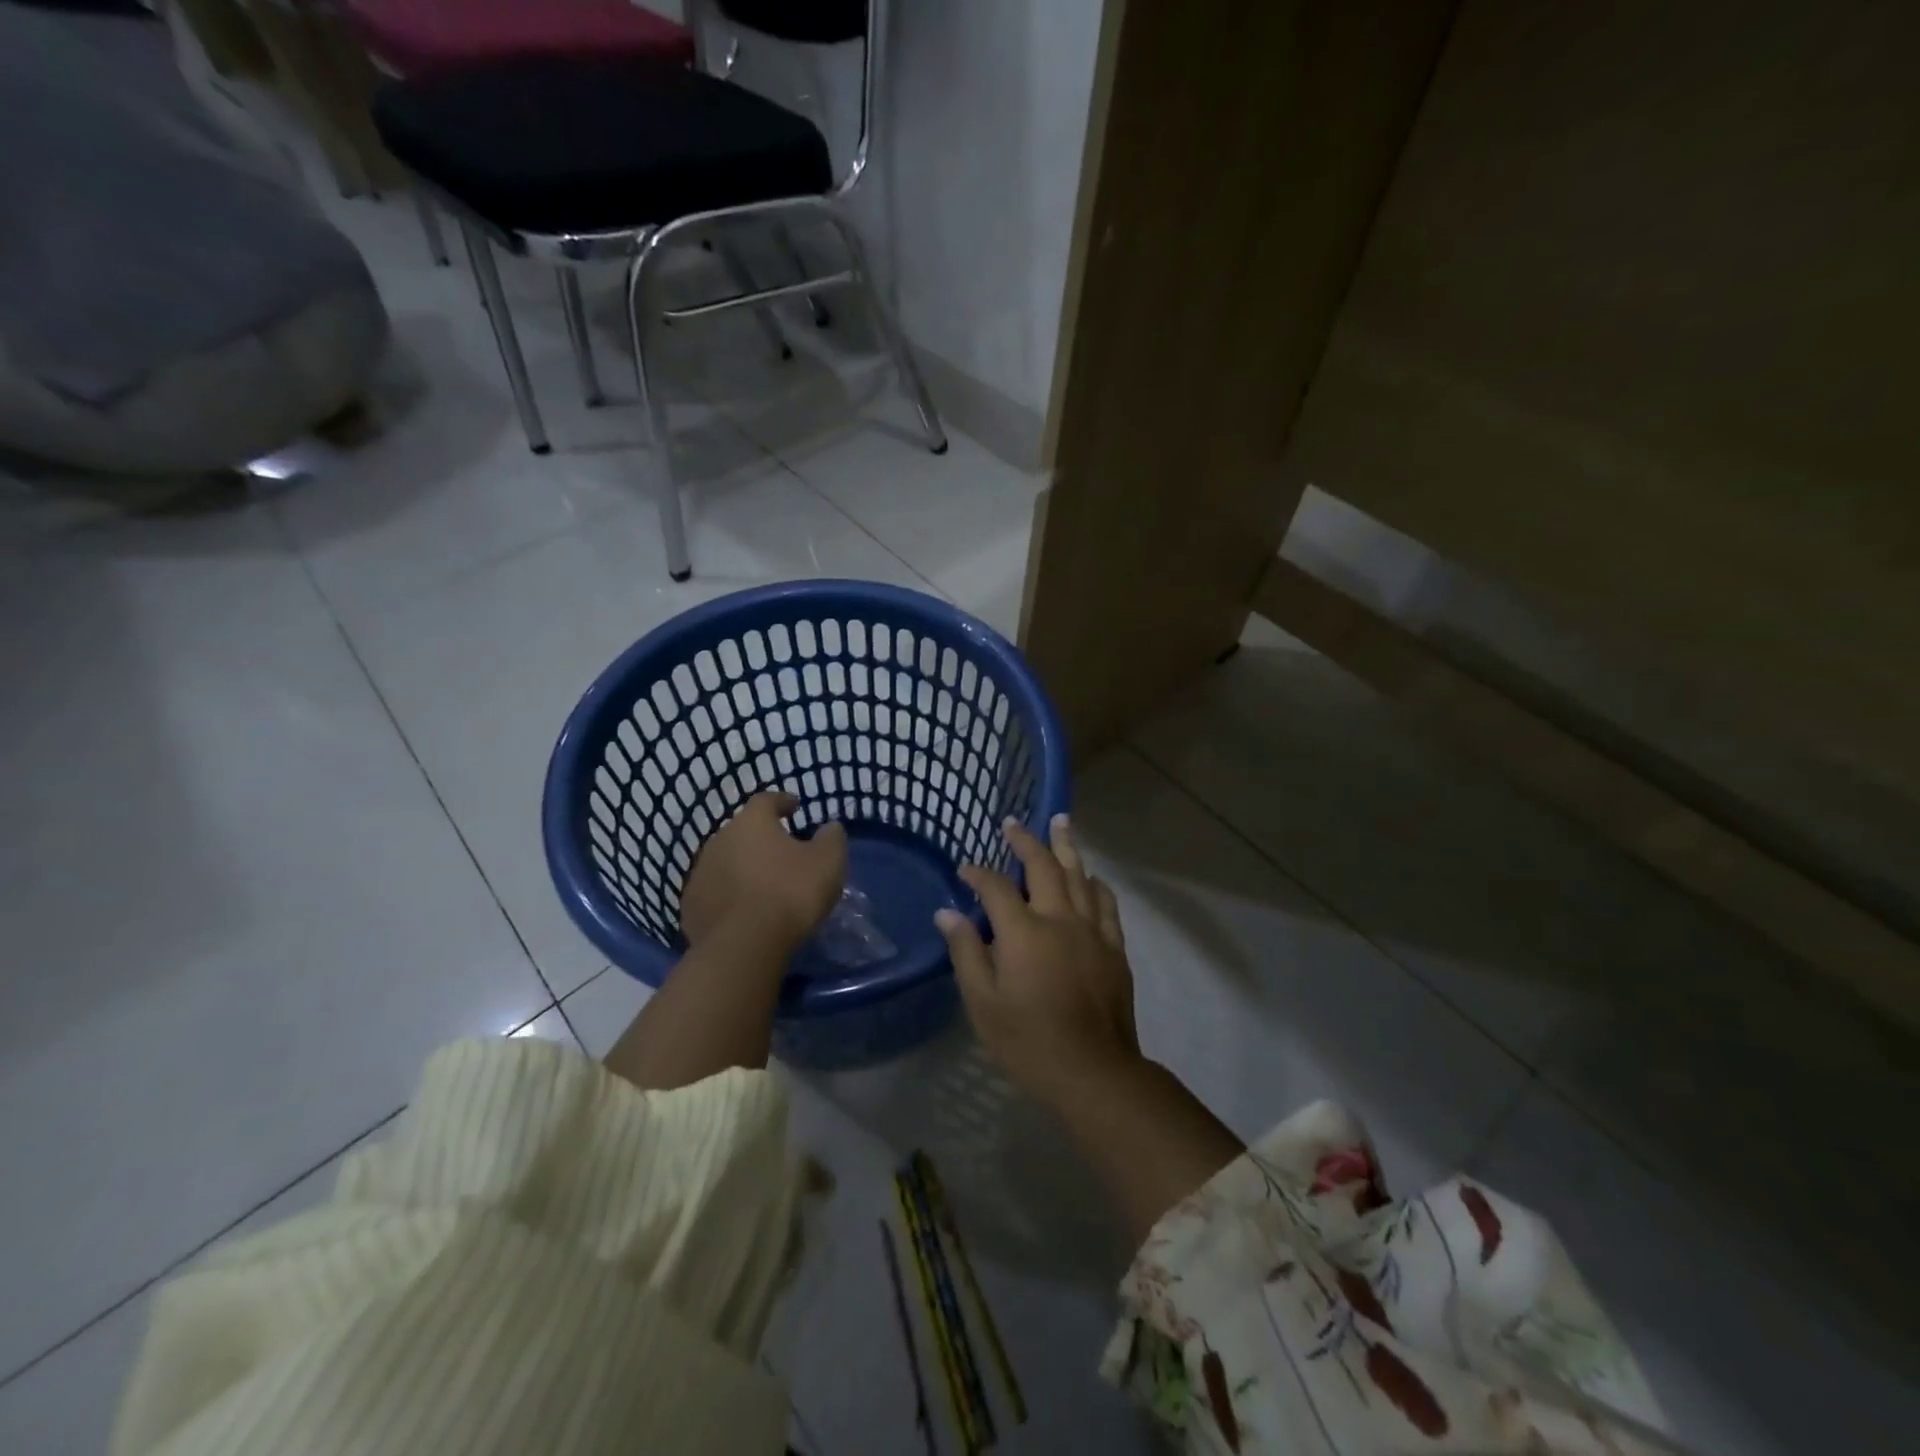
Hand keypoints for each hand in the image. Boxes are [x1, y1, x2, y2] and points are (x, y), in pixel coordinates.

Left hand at [679, 792, 846, 955]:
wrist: (743, 946)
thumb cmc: (790, 894)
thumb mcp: (828, 862)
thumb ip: (831, 838)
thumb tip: (830, 827)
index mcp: (752, 822)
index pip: (766, 801)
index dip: (782, 802)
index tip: (794, 807)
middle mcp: (720, 839)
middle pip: (743, 831)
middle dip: (761, 838)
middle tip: (781, 851)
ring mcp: (700, 873)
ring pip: (726, 861)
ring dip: (743, 867)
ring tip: (762, 884)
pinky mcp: (691, 906)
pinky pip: (715, 892)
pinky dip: (729, 895)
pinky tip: (743, 910)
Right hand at [935, 813, 1140, 1105]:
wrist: (1093, 1070)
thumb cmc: (1028, 1040)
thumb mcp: (983, 1002)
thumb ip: (966, 952)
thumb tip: (947, 914)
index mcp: (1023, 931)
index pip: (995, 888)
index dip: (978, 873)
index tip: (965, 868)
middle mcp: (1059, 918)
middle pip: (1042, 866)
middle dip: (1025, 840)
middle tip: (1013, 823)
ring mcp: (1092, 930)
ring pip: (1079, 875)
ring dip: (1066, 846)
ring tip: (1061, 822)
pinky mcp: (1114, 947)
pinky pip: (1106, 903)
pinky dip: (1095, 884)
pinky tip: (1091, 876)